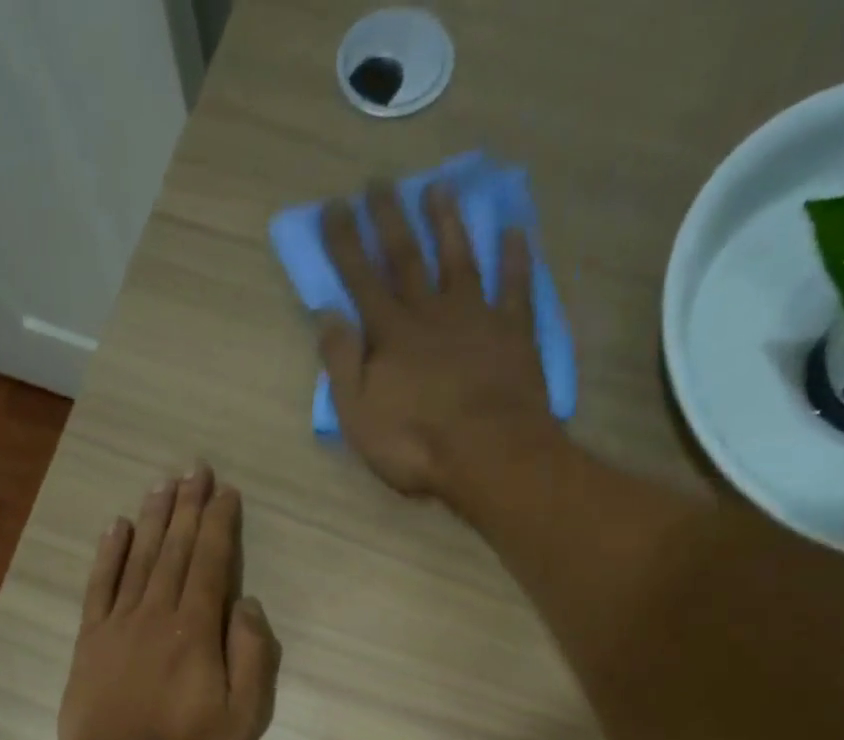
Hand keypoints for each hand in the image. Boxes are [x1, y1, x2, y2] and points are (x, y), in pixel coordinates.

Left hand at [57, 466, 280, 739]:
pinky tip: (117, 527)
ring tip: (164, 484)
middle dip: (188, 507)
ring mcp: (118, 623)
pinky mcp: (90, 639)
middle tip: (195, 468)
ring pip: (140, 558)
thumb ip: (250, 657)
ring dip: (154, 518)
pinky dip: (109, 553)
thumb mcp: (242, 717)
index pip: (212, 564)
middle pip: (176, 550)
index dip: (220, 525)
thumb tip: (247, 604)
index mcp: (197, 630)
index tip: (226, 492)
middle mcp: (157, 614)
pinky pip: (99, 586)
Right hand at [319, 182, 566, 512]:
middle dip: (390, 219)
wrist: (489, 454)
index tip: (334, 206)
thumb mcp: (360, 415)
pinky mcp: (514, 332)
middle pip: (407, 258)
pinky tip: (515, 230)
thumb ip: (342, 362)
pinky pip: (515, 286)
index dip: (345, 242)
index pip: (361, 279)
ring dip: (447, 224)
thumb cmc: (416, 444)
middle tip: (379, 181)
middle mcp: (430, 313)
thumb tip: (328, 314)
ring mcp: (476, 318)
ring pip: (459, 260)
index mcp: (390, 335)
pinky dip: (515, 257)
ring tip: (438, 188)